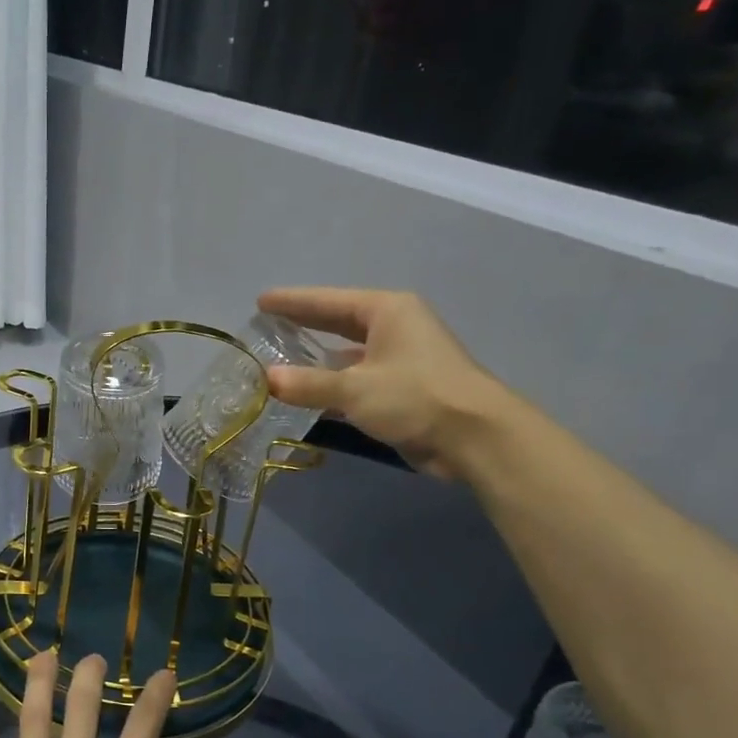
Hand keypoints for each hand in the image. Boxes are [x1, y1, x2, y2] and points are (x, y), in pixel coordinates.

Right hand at [257, 287, 507, 481]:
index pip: (328, 301)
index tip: (261, 301)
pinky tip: (312, 391)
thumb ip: (308, 384)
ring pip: (350, 352)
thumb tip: (267, 379)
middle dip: (305, 323)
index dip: (292, 301)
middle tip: (269, 324)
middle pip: (339, 321)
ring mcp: (402, 358)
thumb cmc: (416, 397)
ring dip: (319, 357)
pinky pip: (359, 377)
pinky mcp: (405, 387)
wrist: (475, 437)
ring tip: (282, 358)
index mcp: (387, 311)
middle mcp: (395, 327)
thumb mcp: (355, 389)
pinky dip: (334, 382)